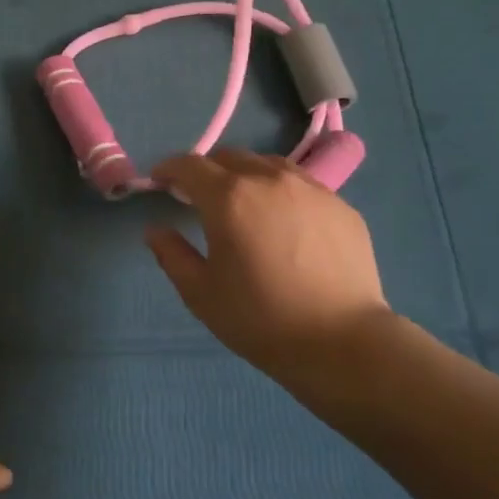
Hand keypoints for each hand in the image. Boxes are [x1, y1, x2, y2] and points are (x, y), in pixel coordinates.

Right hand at [145, 150, 393, 383]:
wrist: (340, 340)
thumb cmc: (259, 318)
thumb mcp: (200, 293)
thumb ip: (172, 255)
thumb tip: (156, 230)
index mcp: (229, 198)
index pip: (190, 165)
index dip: (168, 169)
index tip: (159, 181)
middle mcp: (270, 180)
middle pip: (231, 157)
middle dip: (207, 170)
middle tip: (198, 196)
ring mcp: (311, 190)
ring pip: (269, 165)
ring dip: (246, 175)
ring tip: (243, 203)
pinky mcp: (341, 206)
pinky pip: (302, 186)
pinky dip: (281, 192)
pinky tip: (283, 223)